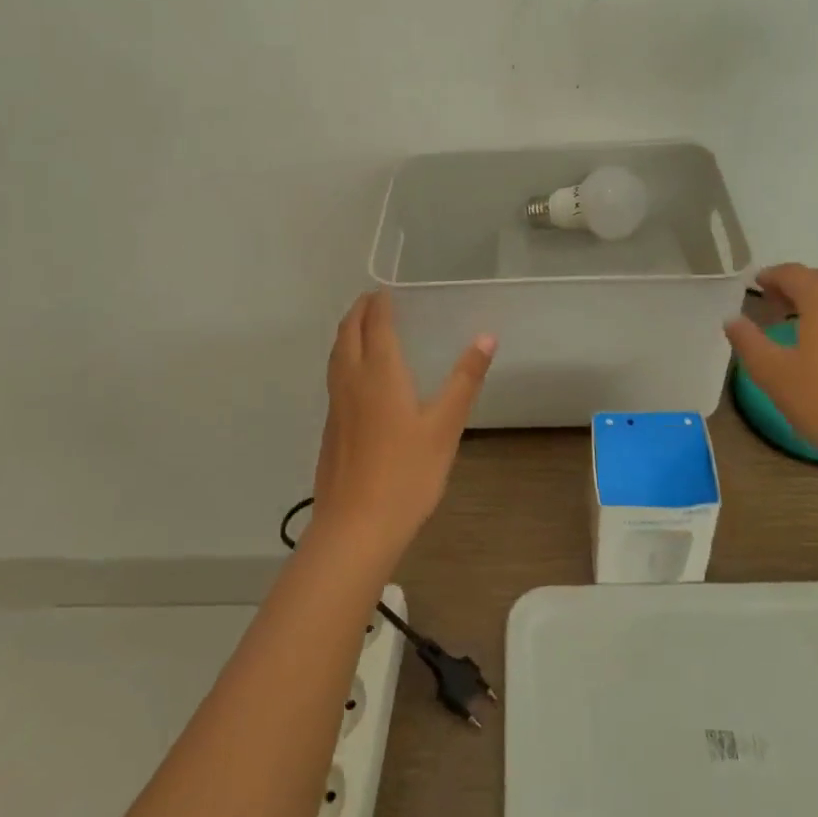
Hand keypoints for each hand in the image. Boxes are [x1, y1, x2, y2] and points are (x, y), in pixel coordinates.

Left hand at [311, 290, 494, 555]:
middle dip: (358, 312)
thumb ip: (465, 380)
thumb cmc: (407, 473)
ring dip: (346, 333)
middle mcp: (351, 381)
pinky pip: (333, 377)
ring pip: (335, 356)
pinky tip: (356, 377)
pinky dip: (343, 359)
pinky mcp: (330, 428)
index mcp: (379, 373)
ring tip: (360, 327)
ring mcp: (336, 406)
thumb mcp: (445, 426)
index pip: (374, 325)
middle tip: (372, 300)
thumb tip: (486, 337)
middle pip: (347, 334)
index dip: (379, 304)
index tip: (385, 290)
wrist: (357, 526)